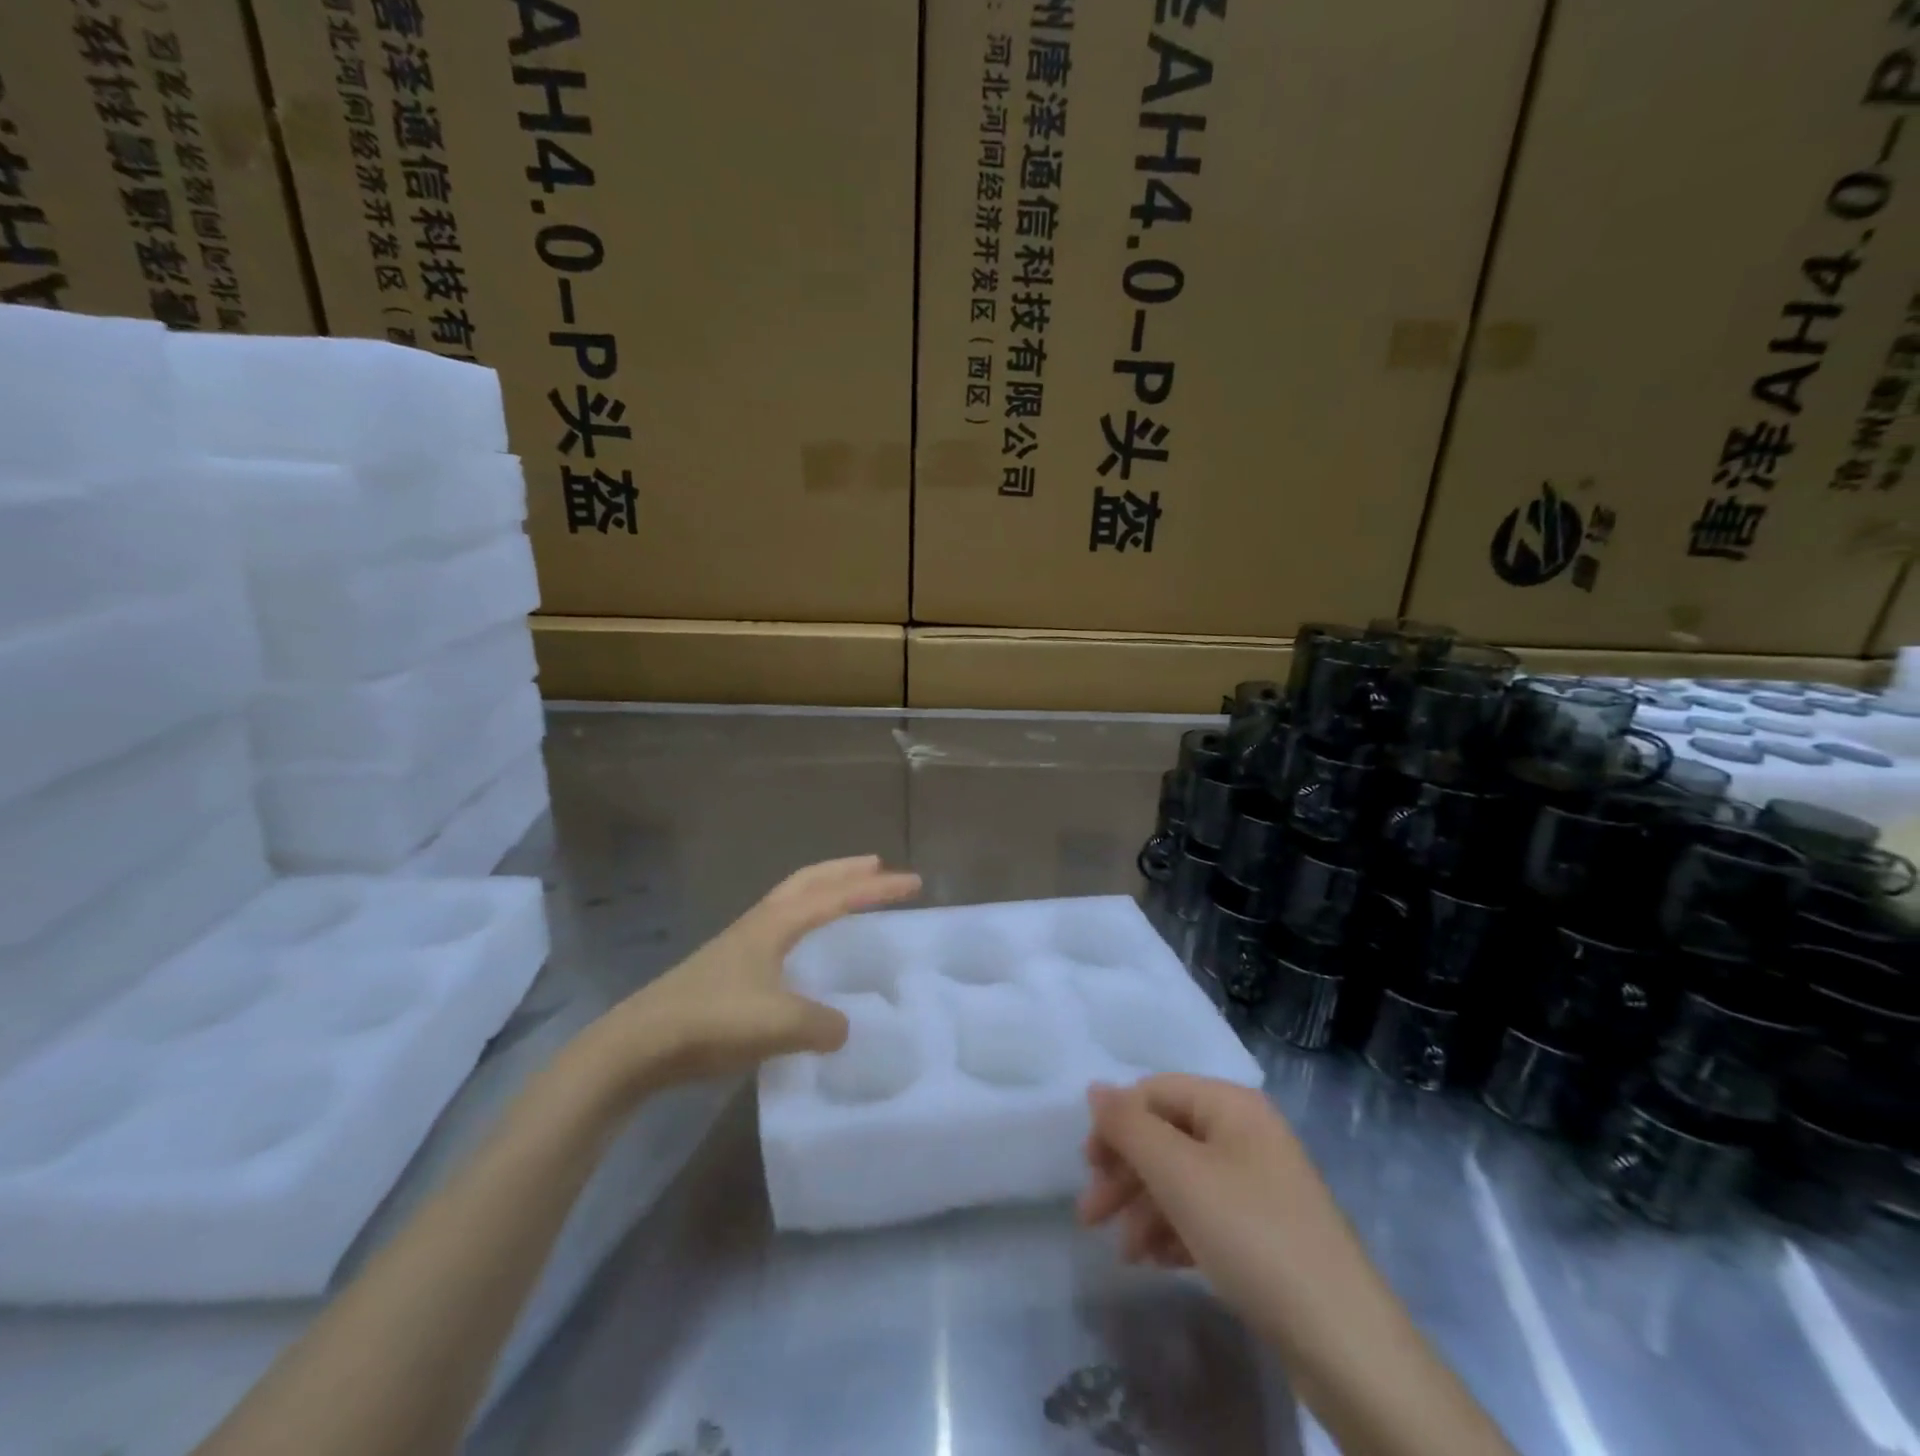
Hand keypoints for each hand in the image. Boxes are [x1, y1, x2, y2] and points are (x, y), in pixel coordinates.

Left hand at [602, 856, 920, 1088]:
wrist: (638, 1045)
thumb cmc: (712, 1022)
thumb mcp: (779, 1024)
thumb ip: (822, 1024)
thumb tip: (841, 1027)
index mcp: (776, 924)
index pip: (837, 896)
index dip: (877, 888)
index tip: (914, 883)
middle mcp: (760, 923)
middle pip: (809, 881)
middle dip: (846, 870)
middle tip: (879, 866)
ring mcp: (740, 944)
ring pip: (791, 902)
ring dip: (824, 891)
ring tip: (847, 898)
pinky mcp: (728, 968)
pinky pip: (779, 929)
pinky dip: (804, 922)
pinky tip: (806, 951)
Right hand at [1079, 1075, 1318, 1301]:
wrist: (1344, 1344)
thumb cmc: (1252, 1237)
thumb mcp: (1179, 1174)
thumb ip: (1130, 1127)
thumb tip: (1096, 1089)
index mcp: (1231, 1105)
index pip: (1155, 1092)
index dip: (1116, 1123)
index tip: (1087, 1168)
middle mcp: (1246, 1133)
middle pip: (1167, 1137)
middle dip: (1125, 1174)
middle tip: (1090, 1216)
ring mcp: (1260, 1183)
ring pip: (1183, 1179)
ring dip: (1145, 1208)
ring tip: (1124, 1253)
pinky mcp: (1266, 1231)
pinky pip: (1206, 1214)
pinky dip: (1175, 1231)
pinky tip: (1156, 1262)